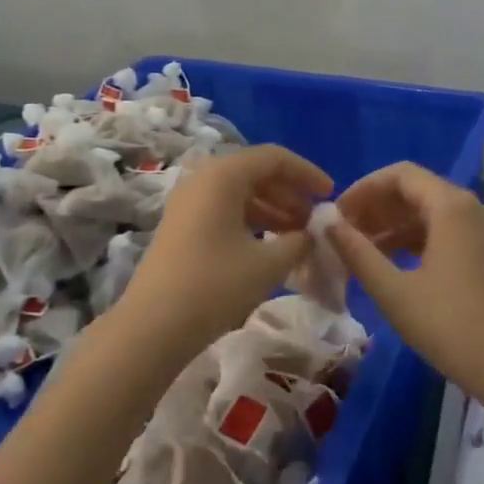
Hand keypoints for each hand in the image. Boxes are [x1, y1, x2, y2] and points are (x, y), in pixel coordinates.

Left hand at [120, 145, 332, 356]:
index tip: (330, 195)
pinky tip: (268, 246)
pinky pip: (223, 209)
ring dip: (271, 209)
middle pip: (255, 172)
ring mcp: (187, 201)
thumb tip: (310, 234)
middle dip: (289, 193)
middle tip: (313, 221)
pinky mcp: (181, 225)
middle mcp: (203, 178)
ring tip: (296, 236)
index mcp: (223, 174)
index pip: (274, 158)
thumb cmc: (215, 285)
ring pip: (239, 193)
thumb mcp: (268, 264)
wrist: (153, 326)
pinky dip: (250, 221)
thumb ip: (298, 241)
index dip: (306, 173)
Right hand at [328, 163, 483, 405]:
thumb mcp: (395, 292)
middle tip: (344, 233)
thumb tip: (328, 223)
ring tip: (361, 251)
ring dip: (395, 226)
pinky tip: (393, 263)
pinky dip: (418, 240)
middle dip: (378, 208)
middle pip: (417, 190)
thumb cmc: (451, 327)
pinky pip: (449, 230)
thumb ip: (358, 252)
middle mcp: (474, 207)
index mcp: (452, 207)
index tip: (337, 214)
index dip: (364, 188)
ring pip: (432, 212)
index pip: (400, 175)